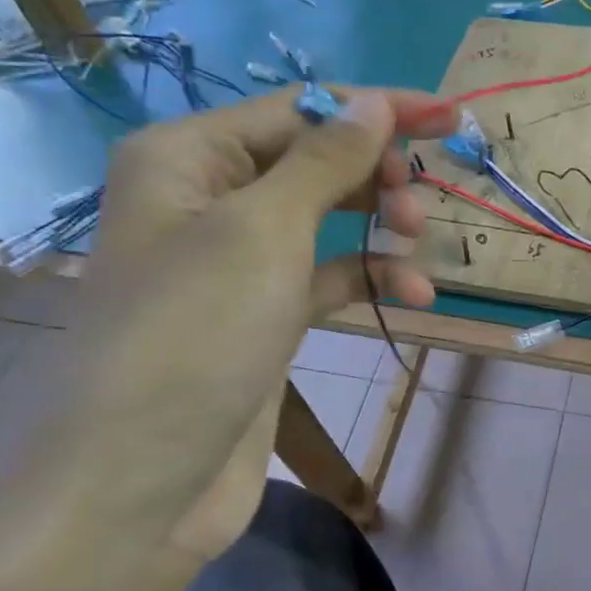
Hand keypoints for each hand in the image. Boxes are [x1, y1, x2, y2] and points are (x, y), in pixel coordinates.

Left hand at [8, 87, 451, 573]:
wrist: (139, 488)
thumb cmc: (194, 337)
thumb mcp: (263, 231)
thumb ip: (325, 159)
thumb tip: (375, 102)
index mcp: (188, 157)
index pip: (299, 110)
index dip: (378, 109)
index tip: (451, 117)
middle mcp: (207, 198)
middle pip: (314, 159)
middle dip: (375, 173)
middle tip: (418, 202)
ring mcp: (236, 262)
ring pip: (326, 217)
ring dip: (379, 225)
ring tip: (416, 244)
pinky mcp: (262, 315)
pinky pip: (326, 275)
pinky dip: (370, 277)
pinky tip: (413, 295)